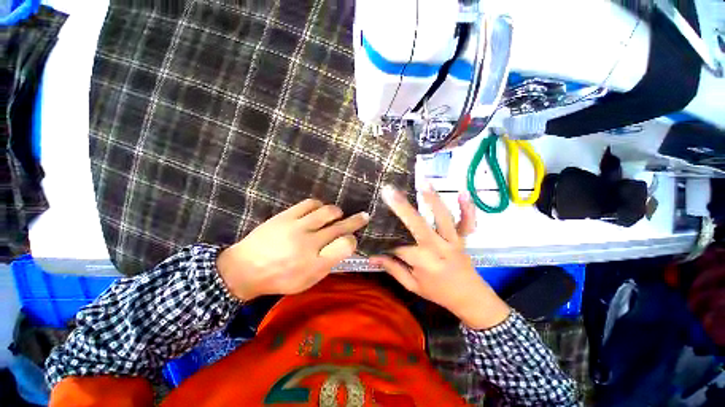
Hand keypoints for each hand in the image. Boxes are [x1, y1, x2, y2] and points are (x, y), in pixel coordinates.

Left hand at [217, 199, 369, 300]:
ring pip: (328, 212)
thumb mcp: (307, 281)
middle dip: (356, 221)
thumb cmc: (279, 279)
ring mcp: (297, 227)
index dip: (353, 241)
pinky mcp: (286, 216)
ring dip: (337, 213)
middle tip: (364, 216)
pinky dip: (319, 206)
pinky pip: (310, 204)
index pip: (346, 246)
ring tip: (337, 215)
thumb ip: (328, 264)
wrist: (244, 269)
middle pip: (340, 227)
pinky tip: (319, 210)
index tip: (351, 240)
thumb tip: (343, 246)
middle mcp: (309, 244)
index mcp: (316, 265)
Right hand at [369, 184, 509, 329]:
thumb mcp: (412, 285)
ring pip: (443, 217)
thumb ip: (393, 269)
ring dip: (433, 199)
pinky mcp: (463, 238)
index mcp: (424, 262)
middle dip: (402, 207)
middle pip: (419, 225)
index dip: (386, 240)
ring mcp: (453, 240)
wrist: (470, 298)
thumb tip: (372, 257)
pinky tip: (462, 193)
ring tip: (422, 182)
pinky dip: (468, 208)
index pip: (399, 245)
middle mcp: (438, 248)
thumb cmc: (438, 292)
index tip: (375, 231)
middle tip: (389, 191)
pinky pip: (468, 222)